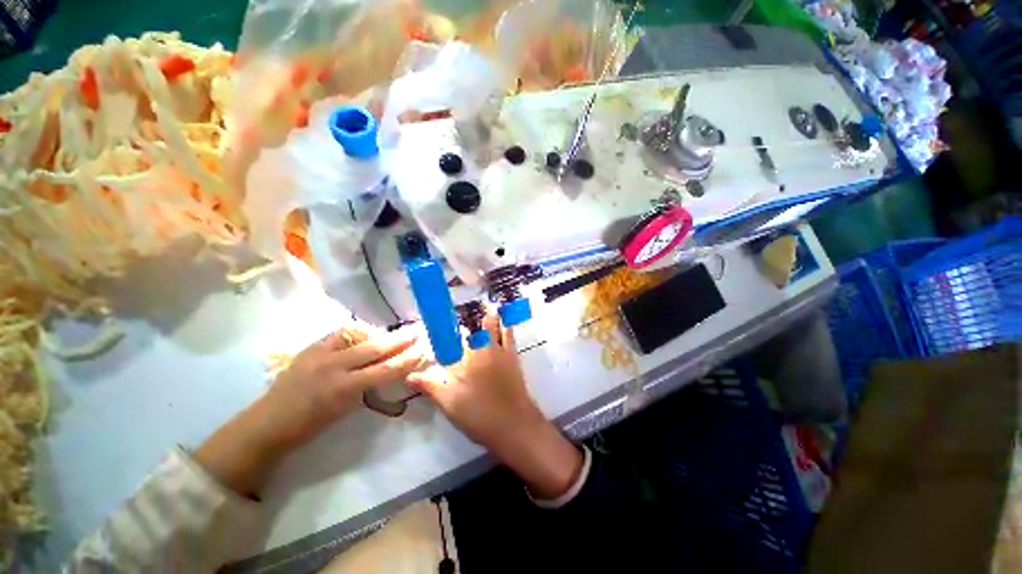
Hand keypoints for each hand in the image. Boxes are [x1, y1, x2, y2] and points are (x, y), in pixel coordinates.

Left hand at [196, 327, 427, 495]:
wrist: (268, 423)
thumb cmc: (310, 426)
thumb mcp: (345, 411)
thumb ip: (368, 388)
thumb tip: (390, 371)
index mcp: (344, 390)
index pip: (385, 370)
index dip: (407, 359)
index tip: (423, 351)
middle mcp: (333, 367)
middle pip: (375, 348)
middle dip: (400, 339)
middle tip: (418, 330)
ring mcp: (320, 354)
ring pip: (359, 336)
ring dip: (381, 332)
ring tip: (395, 331)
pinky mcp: (311, 347)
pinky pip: (341, 333)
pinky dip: (358, 331)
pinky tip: (367, 332)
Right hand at [409, 313, 583, 499]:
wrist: (514, 425)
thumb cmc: (479, 415)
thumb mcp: (449, 403)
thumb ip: (430, 386)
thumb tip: (408, 375)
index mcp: (465, 359)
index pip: (451, 338)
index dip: (444, 328)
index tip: (439, 319)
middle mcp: (483, 349)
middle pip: (476, 328)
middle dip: (470, 318)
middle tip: (466, 309)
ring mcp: (500, 352)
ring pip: (494, 327)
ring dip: (491, 316)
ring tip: (489, 304)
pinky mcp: (513, 357)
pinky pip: (509, 335)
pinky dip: (506, 325)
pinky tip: (506, 319)